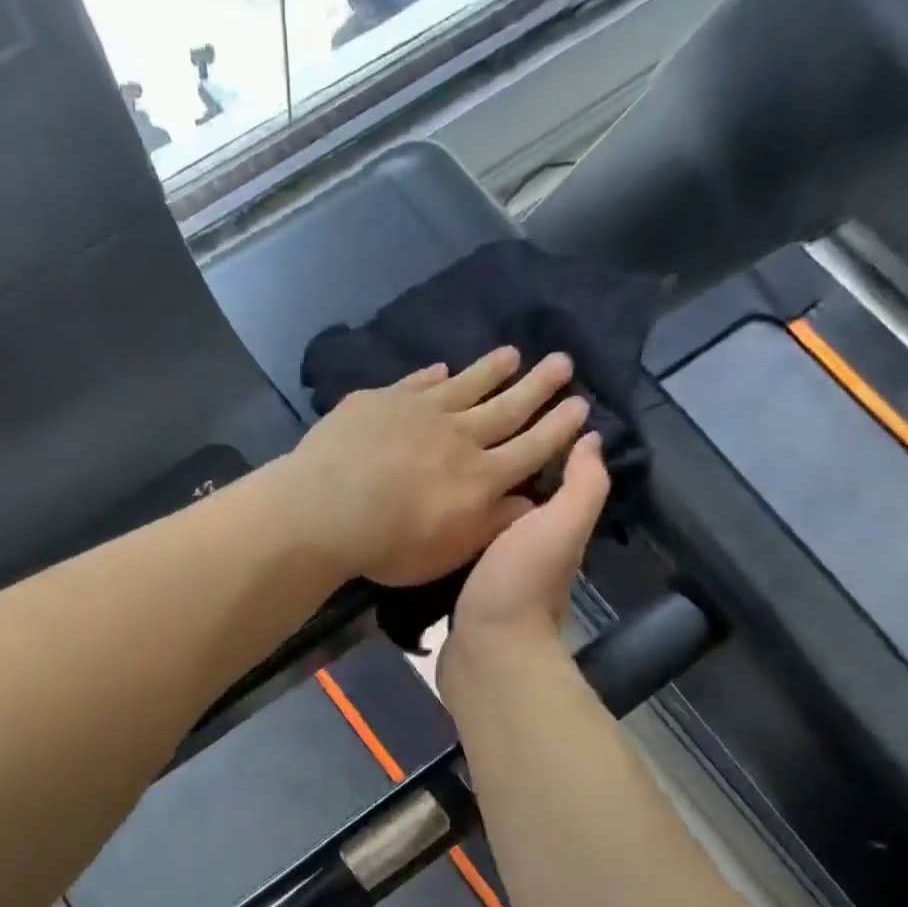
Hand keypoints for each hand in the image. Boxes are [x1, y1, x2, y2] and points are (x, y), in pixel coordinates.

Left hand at [284, 348, 589, 587]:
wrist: (327, 510)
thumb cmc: (391, 545)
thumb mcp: (450, 552)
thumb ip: (492, 525)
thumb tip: (529, 503)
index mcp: (482, 477)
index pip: (532, 447)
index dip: (558, 428)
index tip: (580, 405)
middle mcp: (460, 436)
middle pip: (508, 406)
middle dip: (538, 385)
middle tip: (562, 361)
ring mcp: (420, 412)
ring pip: (466, 385)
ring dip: (491, 370)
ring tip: (512, 354)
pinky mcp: (382, 401)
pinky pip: (416, 383)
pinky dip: (433, 375)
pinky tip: (441, 367)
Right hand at [441, 430, 610, 680]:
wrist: (486, 653)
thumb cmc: (521, 584)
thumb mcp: (561, 525)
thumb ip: (582, 484)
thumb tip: (591, 438)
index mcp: (551, 527)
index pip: (546, 475)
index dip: (536, 443)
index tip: (508, 407)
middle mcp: (526, 546)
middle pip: (510, 497)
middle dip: (494, 468)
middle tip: (460, 434)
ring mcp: (493, 571)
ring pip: (483, 522)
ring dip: (470, 498)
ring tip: (441, 464)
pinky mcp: (463, 588)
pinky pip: (460, 547)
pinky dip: (452, 528)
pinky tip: (431, 511)